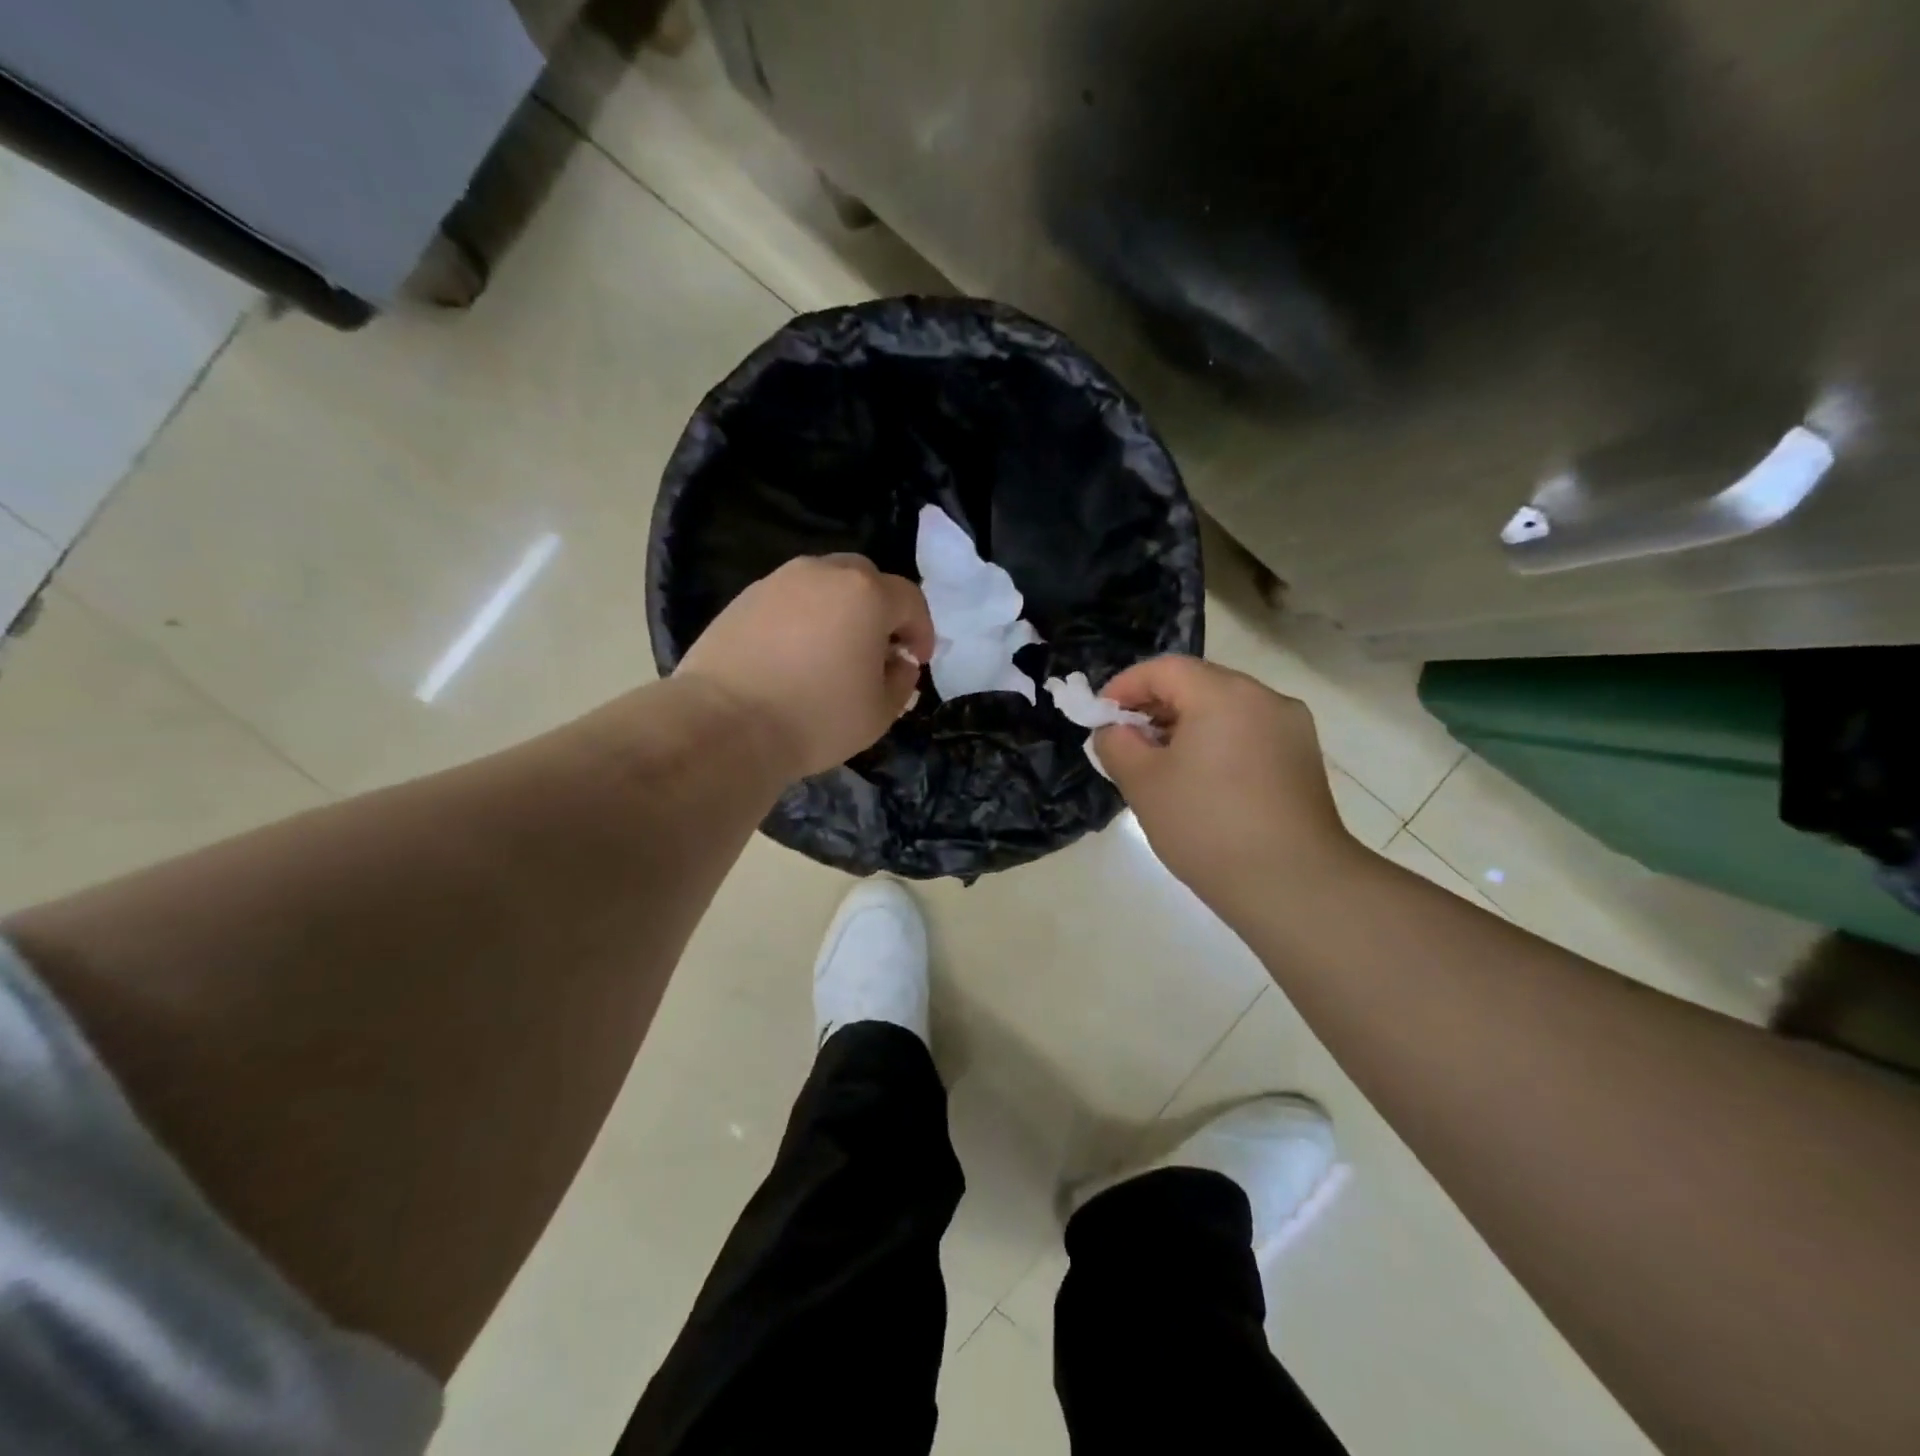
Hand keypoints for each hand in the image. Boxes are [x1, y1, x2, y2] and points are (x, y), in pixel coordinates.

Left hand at [674, 555, 934, 780]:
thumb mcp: (880, 712)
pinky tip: (794, 655)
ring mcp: (778, 581)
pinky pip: (789, 600)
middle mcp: (823, 573)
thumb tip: (898, 662)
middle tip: (877, 649)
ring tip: (833, 651)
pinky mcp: (743, 599)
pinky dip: (802, 618)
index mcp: (866, 594)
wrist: (726, 725)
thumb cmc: (817, 718)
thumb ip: (902, 681)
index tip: (916, 660)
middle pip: (865, 579)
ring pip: (823, 585)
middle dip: (880, 610)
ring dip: (839, 611)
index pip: (909, 600)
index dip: (920, 630)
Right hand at [1094, 656, 1362, 903]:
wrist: (1292, 884)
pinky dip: (1216, 742)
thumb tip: (1116, 730)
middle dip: (1155, 706)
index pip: (1164, 669)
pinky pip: (1248, 733)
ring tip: (1160, 764)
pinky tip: (1201, 780)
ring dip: (1186, 725)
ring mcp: (1291, 727)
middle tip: (1126, 741)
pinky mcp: (1303, 758)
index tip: (1100, 717)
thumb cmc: (1207, 826)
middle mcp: (1264, 698)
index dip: (1125, 686)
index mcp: (1224, 694)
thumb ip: (1116, 744)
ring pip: (1225, 709)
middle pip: (1198, 683)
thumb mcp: (1142, 783)